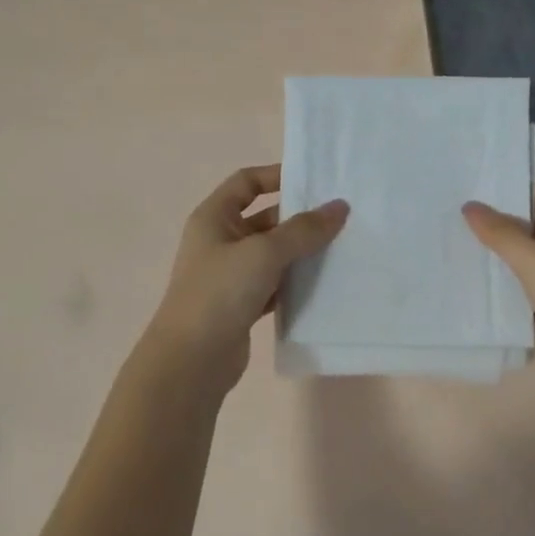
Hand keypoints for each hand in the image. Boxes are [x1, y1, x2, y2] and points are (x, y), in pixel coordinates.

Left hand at [148, 165, 347, 391]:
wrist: (192, 360)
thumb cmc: (220, 292)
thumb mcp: (264, 252)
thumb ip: (304, 229)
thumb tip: (340, 206)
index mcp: (214, 218)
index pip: (247, 182)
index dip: (277, 175)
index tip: (315, 179)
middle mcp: (220, 241)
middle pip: (265, 218)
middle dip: (299, 217)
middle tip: (341, 216)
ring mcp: (231, 275)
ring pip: (274, 254)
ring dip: (302, 251)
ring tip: (342, 247)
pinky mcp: (243, 304)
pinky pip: (276, 283)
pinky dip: (297, 281)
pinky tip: (325, 283)